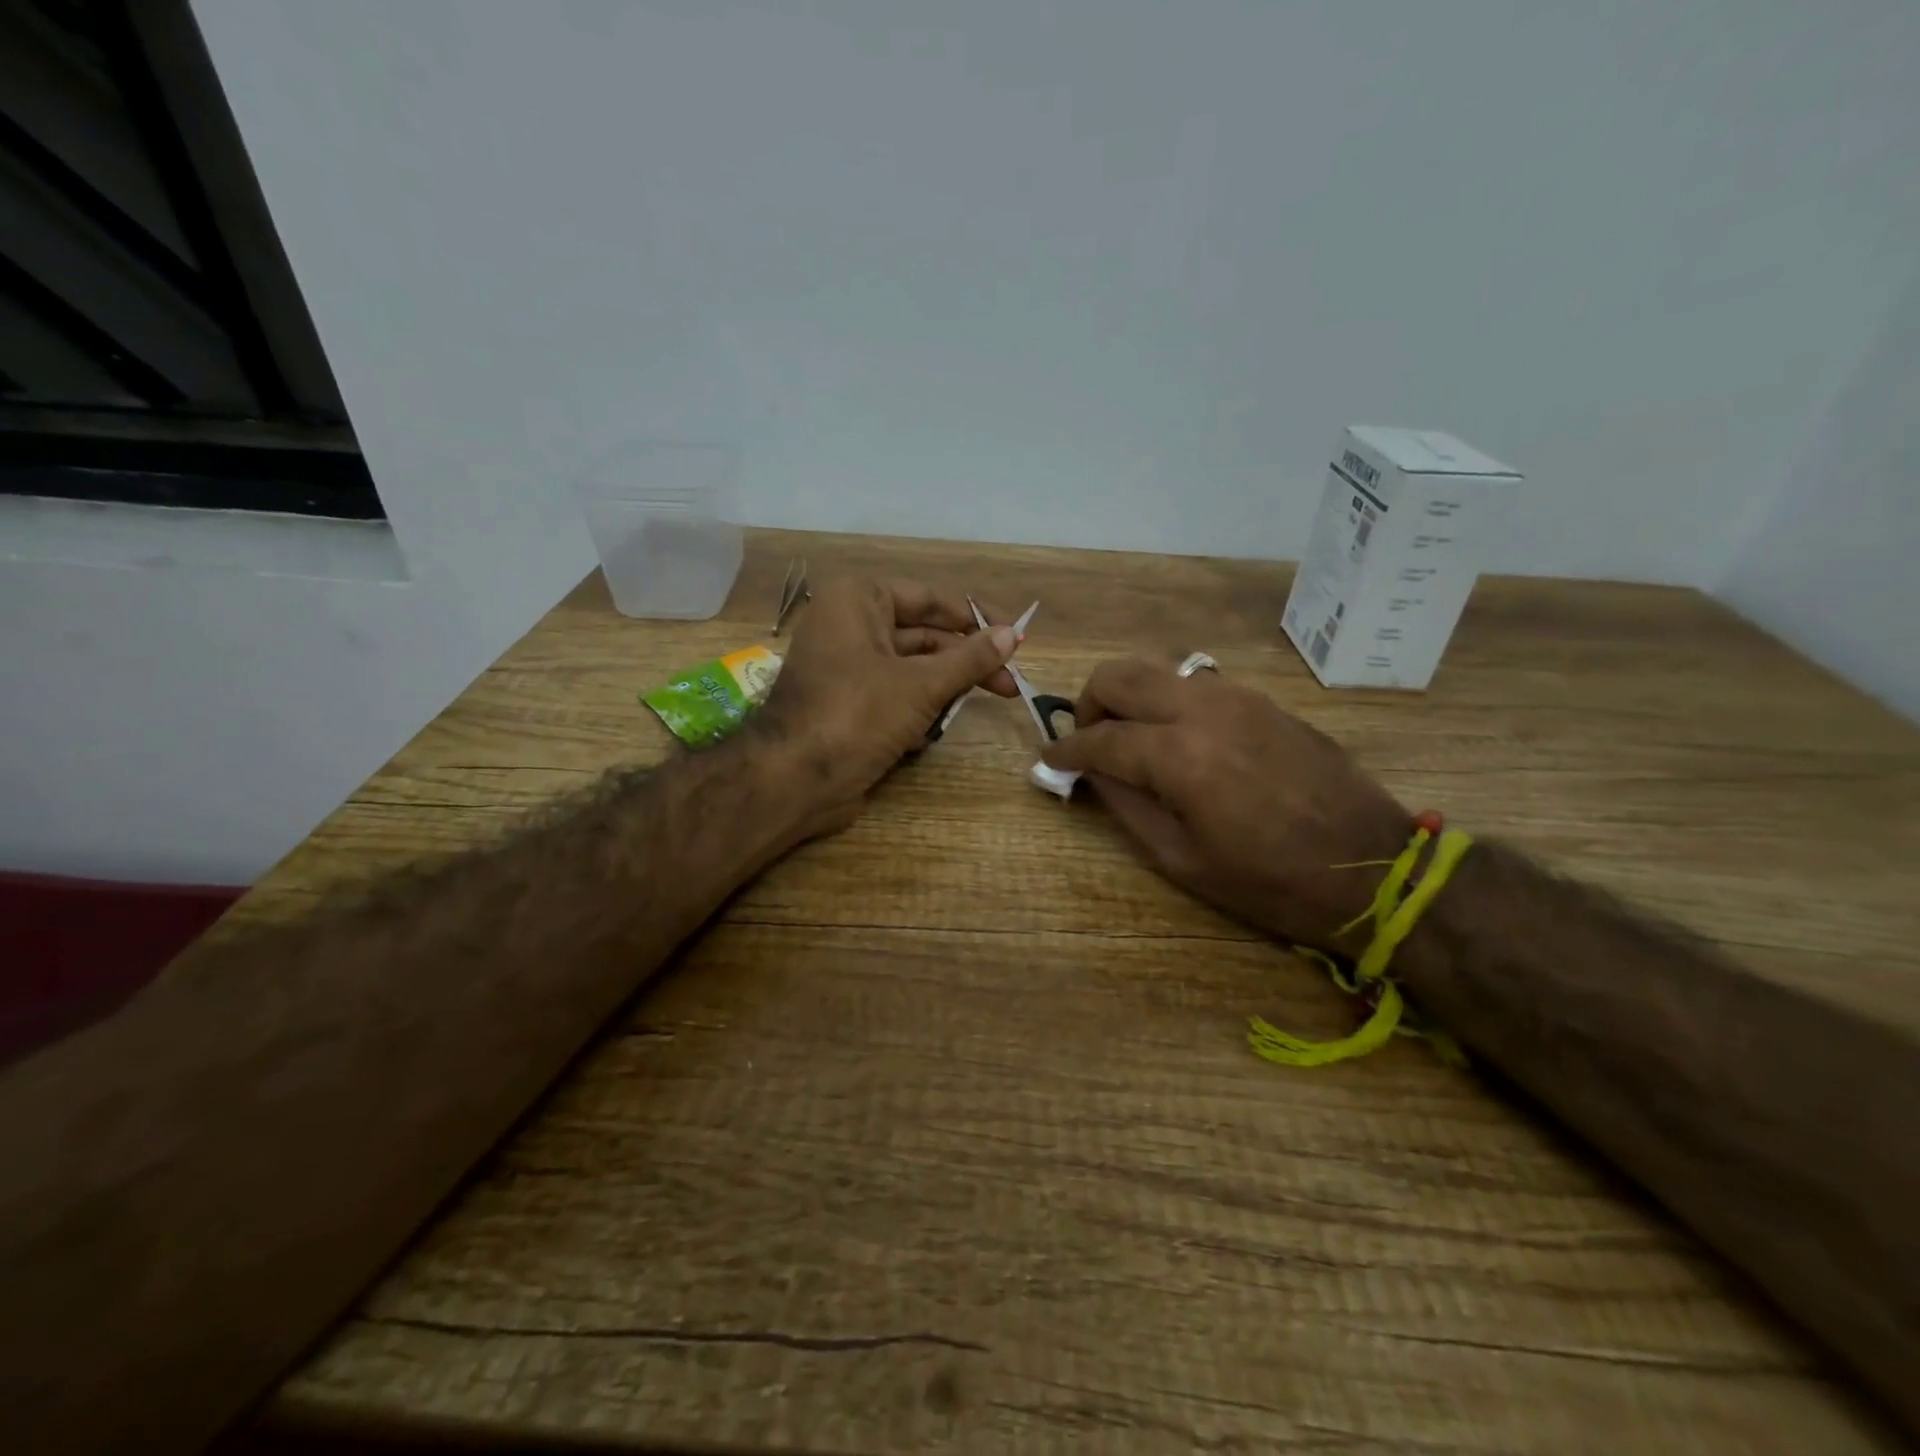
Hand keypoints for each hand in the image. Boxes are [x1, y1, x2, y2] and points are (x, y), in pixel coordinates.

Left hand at [755, 577, 1018, 835]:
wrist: (794, 779)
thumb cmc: (857, 714)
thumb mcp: (922, 684)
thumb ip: (970, 658)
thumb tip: (1013, 635)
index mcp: (858, 600)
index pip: (930, 599)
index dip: (975, 619)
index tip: (1015, 638)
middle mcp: (850, 625)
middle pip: (924, 637)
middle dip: (964, 663)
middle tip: (1010, 686)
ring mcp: (847, 667)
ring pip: (912, 670)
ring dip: (942, 692)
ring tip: (970, 710)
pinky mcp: (848, 704)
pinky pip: (894, 697)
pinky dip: (916, 712)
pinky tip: (926, 735)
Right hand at [1040, 658, 1414, 951]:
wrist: (1374, 866)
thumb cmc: (1270, 881)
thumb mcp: (1183, 860)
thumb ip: (1127, 807)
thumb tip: (1093, 773)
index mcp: (1180, 757)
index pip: (1100, 739)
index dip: (1066, 750)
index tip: (1049, 759)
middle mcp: (1203, 710)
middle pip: (1120, 676)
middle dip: (1090, 705)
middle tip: (1091, 743)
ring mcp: (1238, 698)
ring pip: (1158, 671)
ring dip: (1131, 699)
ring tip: (1135, 742)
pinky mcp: (1263, 701)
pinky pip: (1197, 684)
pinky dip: (1170, 702)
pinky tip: (1183, 742)